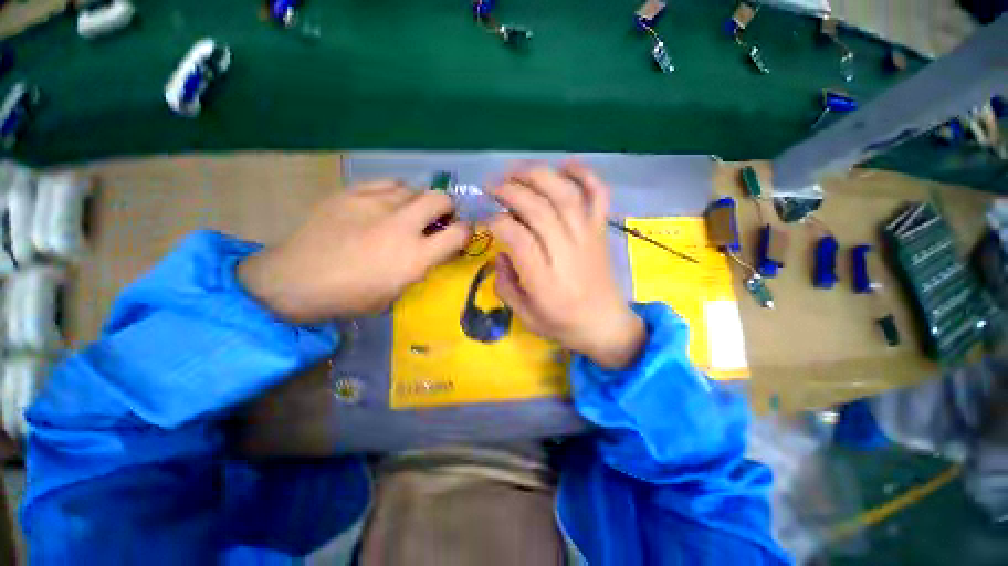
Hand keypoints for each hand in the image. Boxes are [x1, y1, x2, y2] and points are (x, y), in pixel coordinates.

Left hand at [239, 180, 470, 322]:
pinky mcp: (353, 192)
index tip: (461, 233)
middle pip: (440, 199)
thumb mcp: (396, 292)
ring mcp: (376, 204)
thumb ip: (418, 267)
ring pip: (413, 188)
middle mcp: (402, 226)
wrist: (296, 280)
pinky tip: (386, 203)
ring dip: (418, 201)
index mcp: (415, 257)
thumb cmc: (350, 297)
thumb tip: (429, 251)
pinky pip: (387, 182)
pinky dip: (395, 192)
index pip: (458, 234)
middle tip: (439, 217)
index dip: (466, 231)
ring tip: (408, 211)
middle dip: (446, 207)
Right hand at [488, 163, 644, 368]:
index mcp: (544, 279)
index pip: (517, 237)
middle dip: (510, 190)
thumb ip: (506, 284)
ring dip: (538, 175)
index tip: (485, 219)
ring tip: (516, 170)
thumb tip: (502, 253)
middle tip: (491, 186)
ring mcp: (587, 236)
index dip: (497, 221)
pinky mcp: (600, 230)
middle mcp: (567, 251)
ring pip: (564, 194)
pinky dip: (585, 174)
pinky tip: (565, 164)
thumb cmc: (562, 324)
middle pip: (538, 208)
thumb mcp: (524, 315)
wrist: (606, 325)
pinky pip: (598, 195)